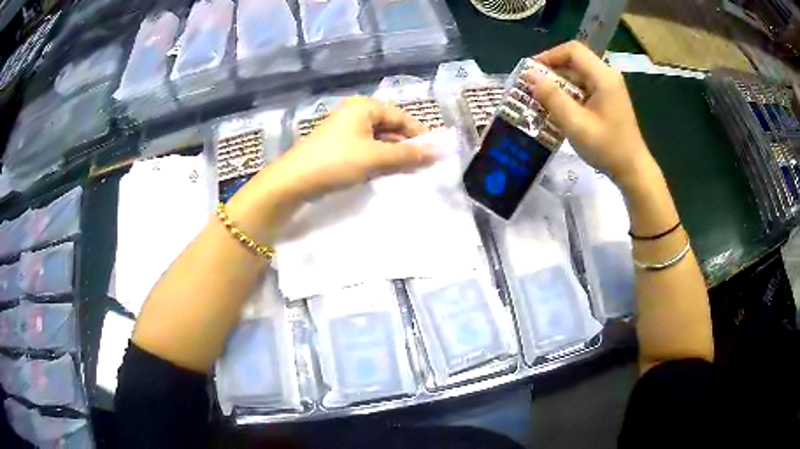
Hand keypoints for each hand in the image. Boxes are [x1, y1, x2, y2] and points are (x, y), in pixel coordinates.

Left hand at [278, 96, 435, 197]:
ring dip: (394, 155)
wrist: (294, 181)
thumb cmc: (336, 162)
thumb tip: (440, 152)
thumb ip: (408, 154)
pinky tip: (387, 173)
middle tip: (424, 166)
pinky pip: (367, 149)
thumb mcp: (375, 157)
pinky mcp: (339, 146)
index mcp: (364, 106)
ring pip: (379, 140)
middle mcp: (355, 113)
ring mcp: (346, 130)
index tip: (435, 154)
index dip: (420, 134)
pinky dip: (379, 160)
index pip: (401, 117)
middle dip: (407, 146)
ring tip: (409, 172)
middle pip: (390, 127)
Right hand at [523, 41, 652, 185]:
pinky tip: (559, 108)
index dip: (549, 55)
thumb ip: (552, 97)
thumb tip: (530, 76)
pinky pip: (584, 87)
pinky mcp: (608, 99)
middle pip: (575, 61)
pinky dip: (569, 93)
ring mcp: (609, 87)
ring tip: (542, 99)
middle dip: (551, 71)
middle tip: (533, 87)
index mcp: (603, 76)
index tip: (532, 72)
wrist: (632, 170)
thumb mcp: (575, 124)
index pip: (572, 50)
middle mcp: (607, 76)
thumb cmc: (607, 148)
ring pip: (578, 74)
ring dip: (559, 83)